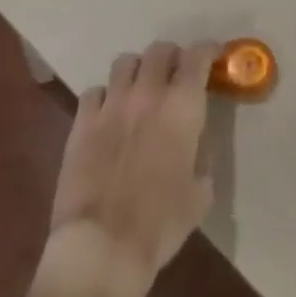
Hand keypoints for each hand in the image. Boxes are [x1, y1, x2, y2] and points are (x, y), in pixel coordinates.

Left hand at [41, 40, 218, 296]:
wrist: (102, 247)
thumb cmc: (160, 224)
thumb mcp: (200, 192)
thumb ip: (200, 154)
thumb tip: (194, 141)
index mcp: (183, 106)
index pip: (198, 56)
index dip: (208, 51)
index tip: (213, 57)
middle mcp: (148, 93)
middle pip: (160, 50)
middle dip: (172, 56)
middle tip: (176, 73)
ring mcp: (111, 104)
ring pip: (125, 62)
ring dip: (138, 70)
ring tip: (140, 88)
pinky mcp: (82, 121)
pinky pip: (94, 91)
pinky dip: (105, 96)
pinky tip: (108, 114)